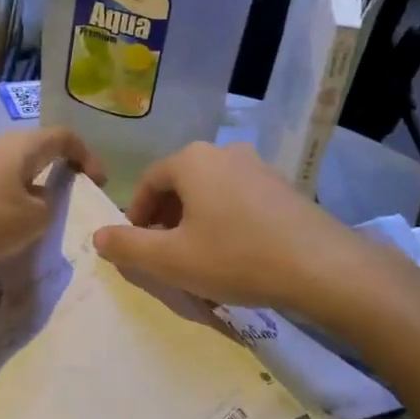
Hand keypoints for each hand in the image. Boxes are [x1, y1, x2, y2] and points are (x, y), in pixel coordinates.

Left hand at [0, 126, 101, 274]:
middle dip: (55, 175)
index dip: (87, 156)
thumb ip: (48, 208)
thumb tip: (41, 200)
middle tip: (67, 204)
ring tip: (32, 225)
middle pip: (35, 153)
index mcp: (22, 147)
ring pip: (9, 173)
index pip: (64, 137)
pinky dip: (1, 205)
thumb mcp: (31, 221)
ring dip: (26, 194)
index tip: (97, 183)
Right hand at [91, 143, 362, 312]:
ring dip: (195, 220)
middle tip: (164, 254)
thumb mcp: (171, 260)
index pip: (149, 182)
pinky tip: (234, 252)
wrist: (321, 266)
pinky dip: (224, 220)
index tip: (137, 246)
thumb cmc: (236, 257)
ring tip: (197, 256)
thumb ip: (128, 246)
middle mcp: (224, 152)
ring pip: (210, 191)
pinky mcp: (283, 186)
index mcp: (192, 160)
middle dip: (165, 218)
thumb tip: (98, 237)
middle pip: (180, 183)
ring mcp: (258, 166)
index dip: (136, 216)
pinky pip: (238, 198)